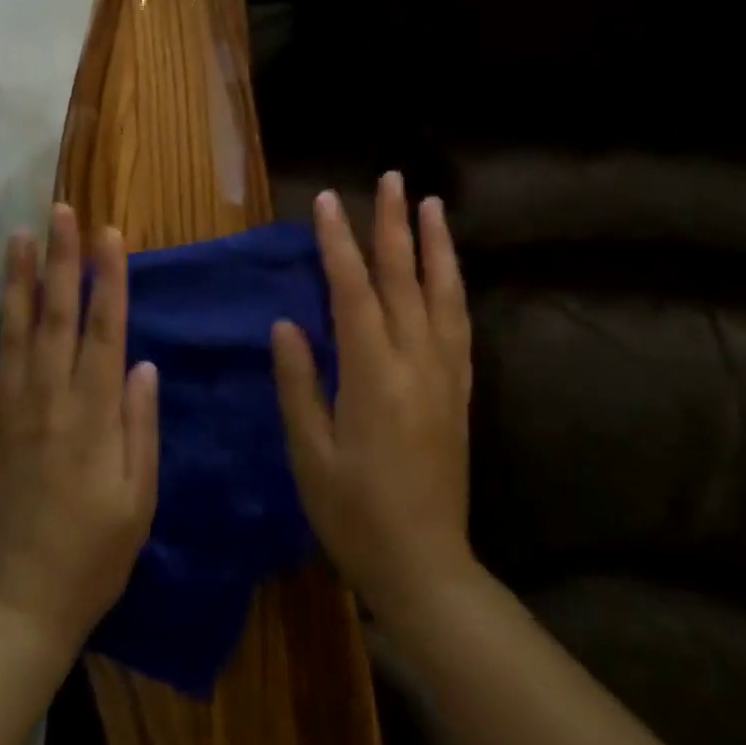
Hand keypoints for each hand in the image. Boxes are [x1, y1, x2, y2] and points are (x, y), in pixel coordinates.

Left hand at [0, 205, 159, 655]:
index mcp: (95, 412)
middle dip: (61, 259)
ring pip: (13, 332)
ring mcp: (8, 411)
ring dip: (17, 281)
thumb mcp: (139, 496)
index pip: (106, 328)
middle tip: (61, 212)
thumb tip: (143, 364)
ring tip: (18, 236)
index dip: (109, 277)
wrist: (24, 602)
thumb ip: (140, 425)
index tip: (109, 234)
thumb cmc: (96, 551)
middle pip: (58, 315)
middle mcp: (50, 398)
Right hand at [272, 172, 473, 621]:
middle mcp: (416, 363)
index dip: (338, 244)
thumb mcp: (309, 453)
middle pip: (404, 280)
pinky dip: (453, 286)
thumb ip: (298, 383)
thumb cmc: (354, 513)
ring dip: (435, 245)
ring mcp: (445, 375)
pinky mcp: (459, 392)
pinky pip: (459, 324)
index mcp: (373, 375)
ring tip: (432, 205)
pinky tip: (449, 269)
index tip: (327, 202)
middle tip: (392, 179)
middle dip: (394, 225)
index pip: (353, 292)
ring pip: (443, 294)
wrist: (425, 565)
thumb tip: (286, 325)